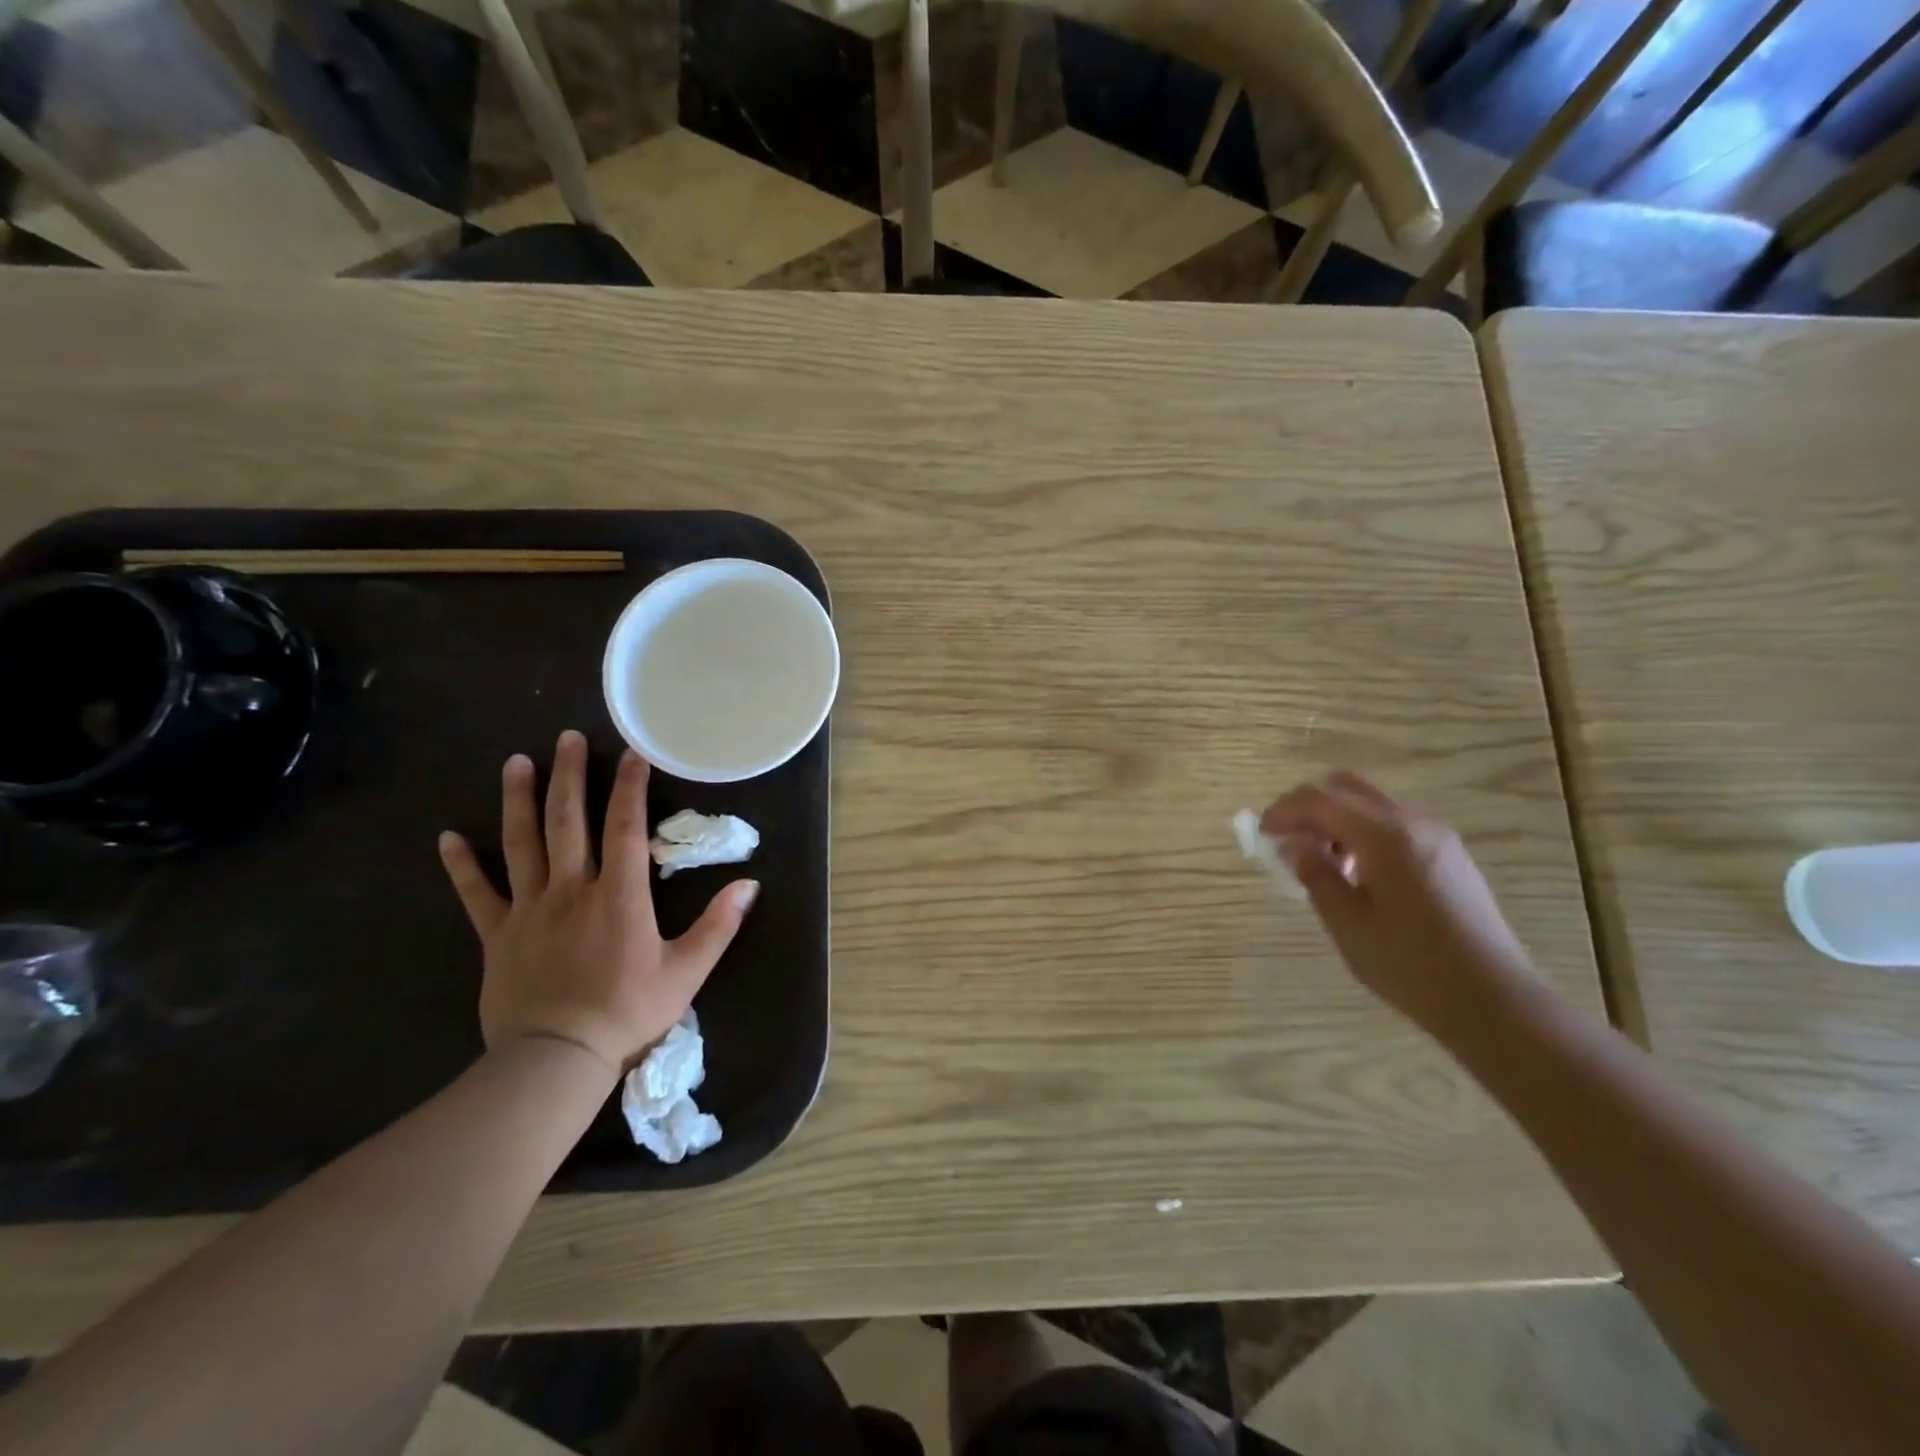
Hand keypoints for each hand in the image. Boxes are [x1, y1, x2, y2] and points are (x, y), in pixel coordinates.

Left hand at [437, 730, 758, 1075]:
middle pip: (568, 822)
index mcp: (618, 895)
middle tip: (566, 738)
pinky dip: (461, 865)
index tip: (632, 754)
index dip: (630, 788)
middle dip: (569, 776)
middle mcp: (571, 889)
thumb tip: (750, 885)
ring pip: (521, 844)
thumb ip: (718, 925)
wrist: (556, 1058)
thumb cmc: (628, 1011)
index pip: (625, 828)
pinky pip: (476, 894)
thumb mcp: (686, 971)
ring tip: (516, 762)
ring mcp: (529, 910)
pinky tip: (447, 837)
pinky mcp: (498, 935)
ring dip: (519, 801)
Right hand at [1260, 771, 1534, 1040]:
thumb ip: (1316, 875)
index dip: (1283, 811)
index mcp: (1386, 836)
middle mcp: (1413, 822)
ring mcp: (1437, 835)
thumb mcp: (1347, 924)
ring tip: (1319, 861)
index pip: (1320, 800)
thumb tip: (1295, 846)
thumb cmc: (1411, 966)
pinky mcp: (1448, 853)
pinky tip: (1355, 872)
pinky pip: (1393, 822)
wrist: (1494, 1001)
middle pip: (1346, 787)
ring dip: (1335, 818)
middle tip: (1286, 838)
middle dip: (1308, 806)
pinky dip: (1361, 831)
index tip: (1261, 834)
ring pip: (1370, 803)